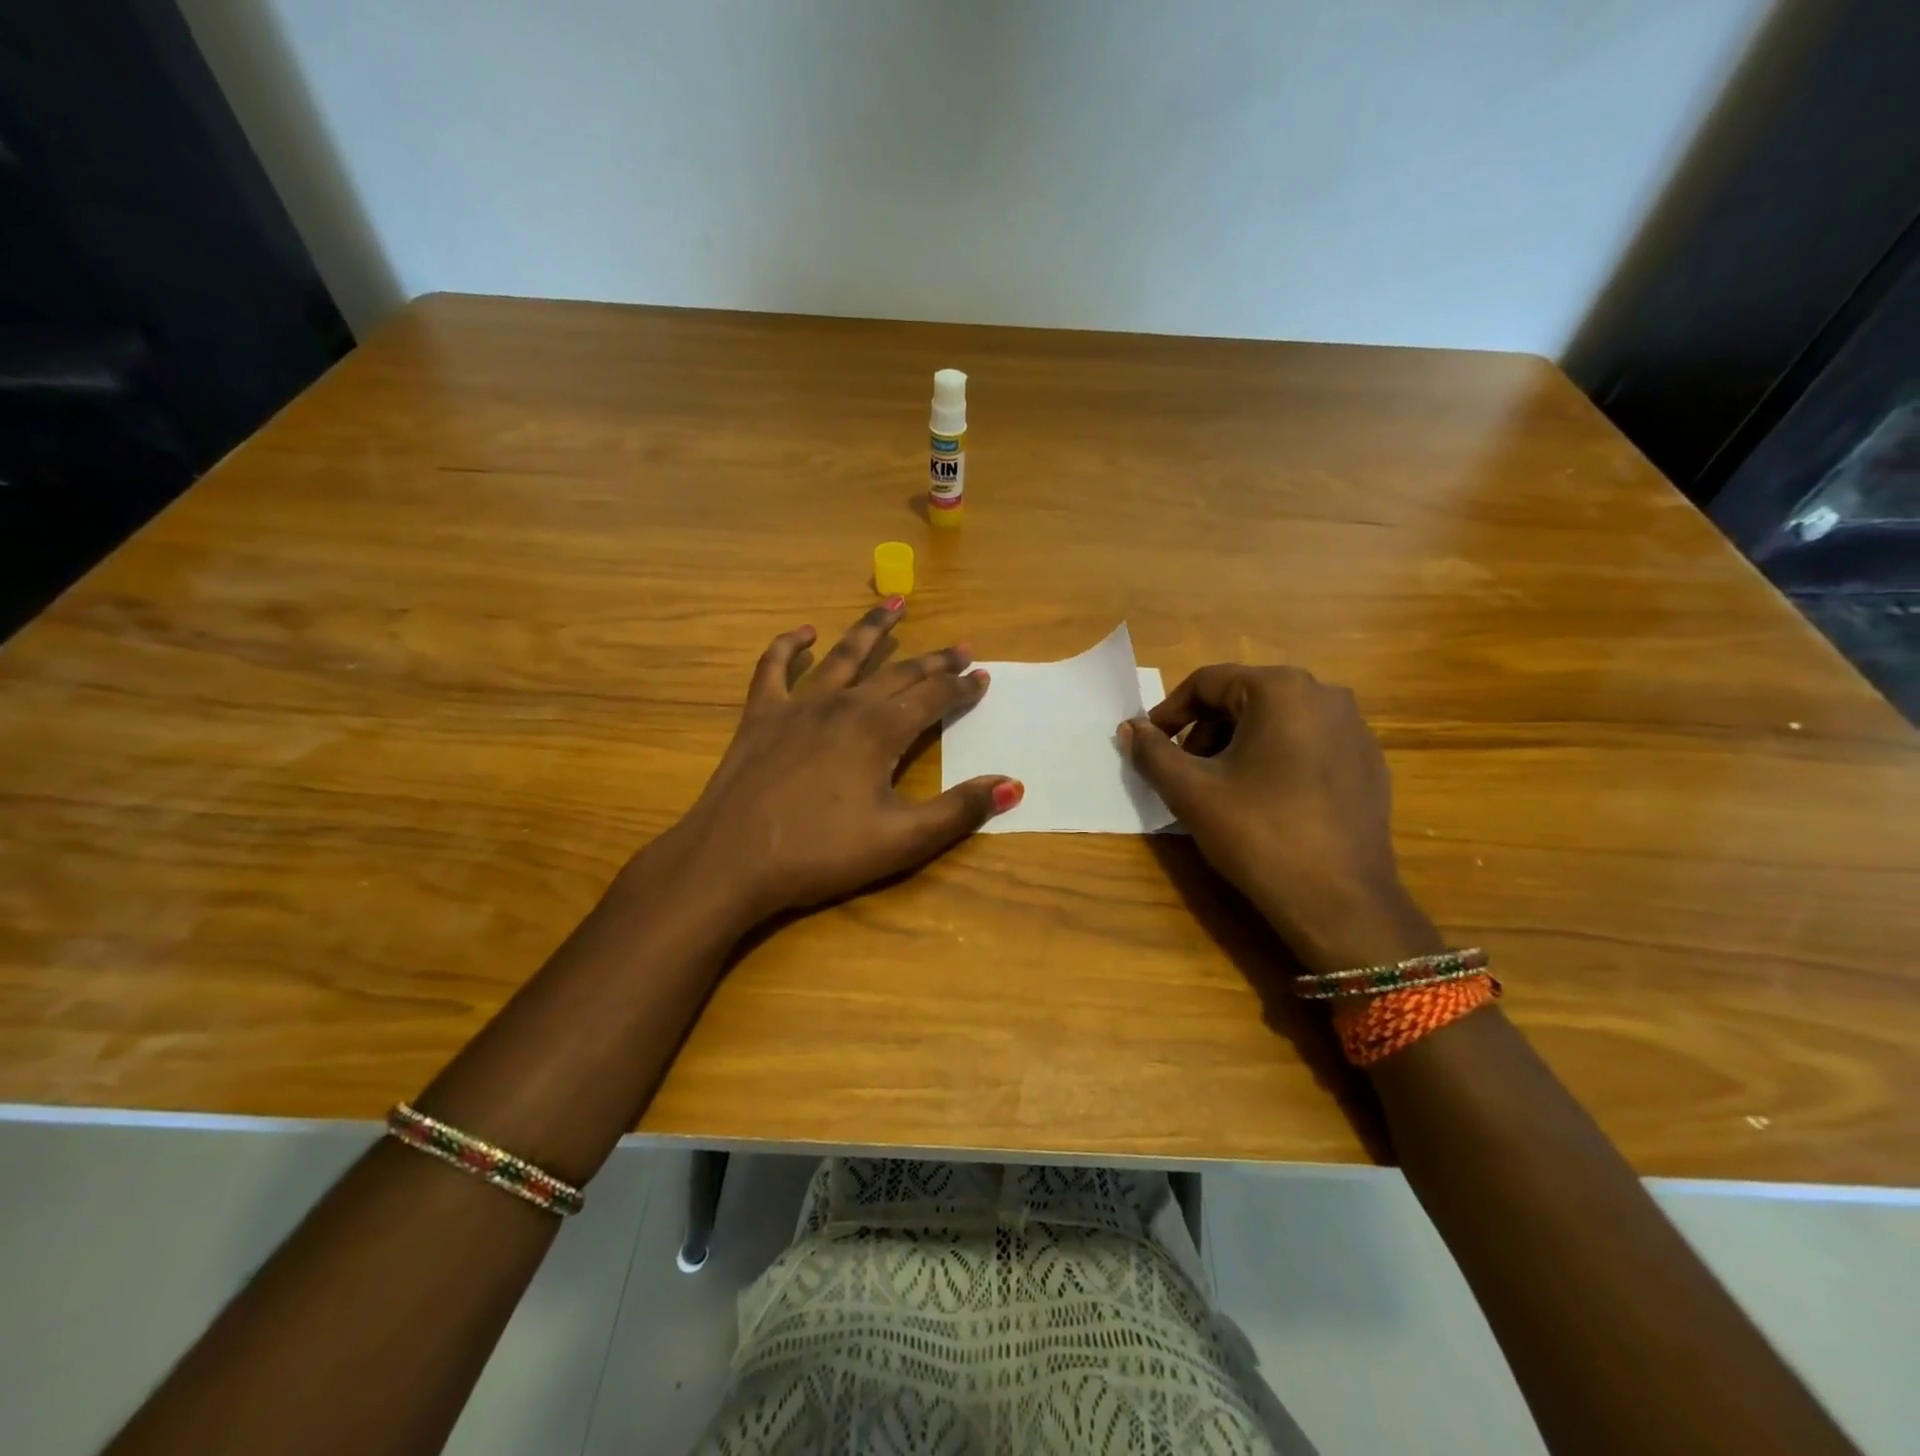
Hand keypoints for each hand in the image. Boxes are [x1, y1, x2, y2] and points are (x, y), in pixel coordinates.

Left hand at [653, 603, 1021, 923]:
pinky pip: (774, 668)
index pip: (934, 697)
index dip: (962, 686)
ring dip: (872, 629)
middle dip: (934, 660)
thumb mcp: (901, 840)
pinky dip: (789, 646)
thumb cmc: (821, 853)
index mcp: (880, 730)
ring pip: (844, 656)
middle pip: (898, 672)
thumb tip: (1013, 785)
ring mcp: (798, 706)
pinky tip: (804, 632)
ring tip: (894, 603)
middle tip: (961, 647)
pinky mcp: (760, 716)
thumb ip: (959, 810)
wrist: (731, 862)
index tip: (983, 677)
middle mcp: (844, 704)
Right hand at [1119, 664, 1439, 974]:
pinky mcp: (1368, 763)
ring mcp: (1354, 729)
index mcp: (1281, 689)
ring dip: (1237, 746)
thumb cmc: (1258, 833)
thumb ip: (1152, 752)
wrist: (1340, 901)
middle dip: (1204, 731)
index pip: (1207, 683)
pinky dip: (1275, 760)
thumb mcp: (1190, 791)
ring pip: (1276, 722)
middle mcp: (1325, 695)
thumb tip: (1129, 727)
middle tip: (1183, 771)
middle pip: (1243, 699)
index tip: (1149, 744)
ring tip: (1220, 789)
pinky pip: (1308, 745)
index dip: (1169, 712)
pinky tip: (1265, 802)